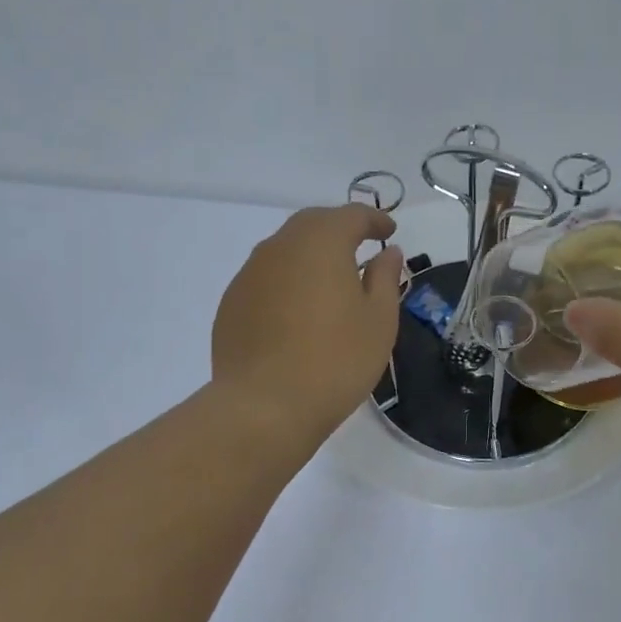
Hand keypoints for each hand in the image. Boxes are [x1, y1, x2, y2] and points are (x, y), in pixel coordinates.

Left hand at [212, 204, 404, 441]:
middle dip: (339, 230)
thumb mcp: (378, 320)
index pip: (351, 215)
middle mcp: (279, 247)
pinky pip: (265, 279)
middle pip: (312, 224)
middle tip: (360, 247)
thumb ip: (385, 278)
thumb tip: (387, 253)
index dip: (374, 220)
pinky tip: (296, 311)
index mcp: (321, 242)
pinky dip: (286, 282)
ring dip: (309, 255)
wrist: (265, 406)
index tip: (389, 232)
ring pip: (284, 250)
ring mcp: (249, 274)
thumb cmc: (336, 360)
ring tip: (328, 280)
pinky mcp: (231, 303)